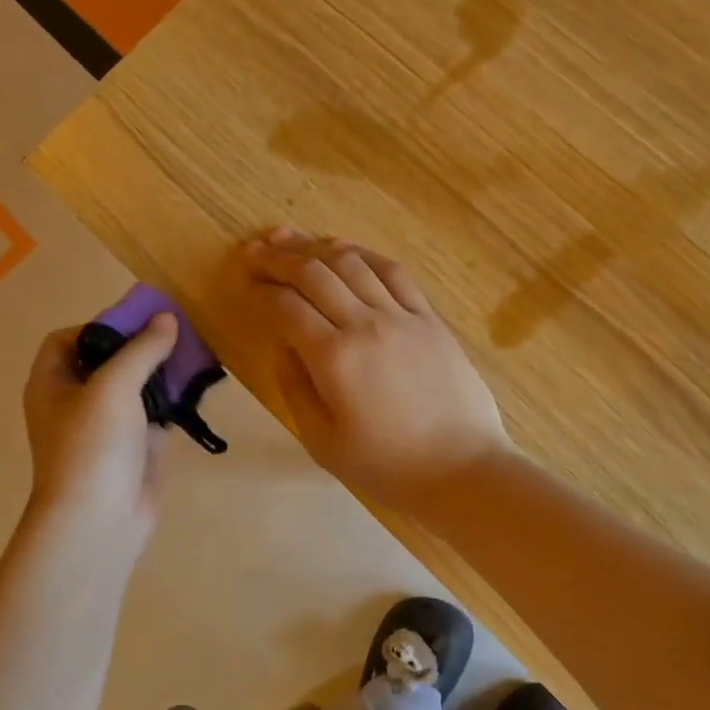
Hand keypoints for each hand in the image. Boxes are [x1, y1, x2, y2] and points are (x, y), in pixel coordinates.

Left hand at [22, 313, 177, 538]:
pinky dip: (171, 401)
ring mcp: (105, 428)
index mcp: (52, 384)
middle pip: (104, 361)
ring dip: (159, 372)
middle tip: (174, 336)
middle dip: (138, 347)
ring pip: (133, 388)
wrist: (98, 520)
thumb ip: (142, 350)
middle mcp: (74, 403)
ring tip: (191, 357)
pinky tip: (195, 390)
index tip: (135, 326)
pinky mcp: (132, 448)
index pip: (66, 340)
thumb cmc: (92, 446)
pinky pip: (152, 414)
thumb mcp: (114, 387)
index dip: (97, 327)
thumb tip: (166, 318)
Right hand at [235, 229, 509, 511]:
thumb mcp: (323, 440)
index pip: (287, 307)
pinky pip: (395, 273)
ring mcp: (403, 317)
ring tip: (291, 239)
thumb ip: (296, 388)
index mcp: (334, 358)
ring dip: (317, 247)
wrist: (463, 471)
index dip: (261, 289)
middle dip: (279, 258)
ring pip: (353, 264)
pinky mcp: (431, 319)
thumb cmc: (387, 467)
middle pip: (315, 273)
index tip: (245, 280)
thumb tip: (283, 346)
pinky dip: (366, 256)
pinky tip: (348, 251)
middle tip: (255, 250)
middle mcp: (366, 324)